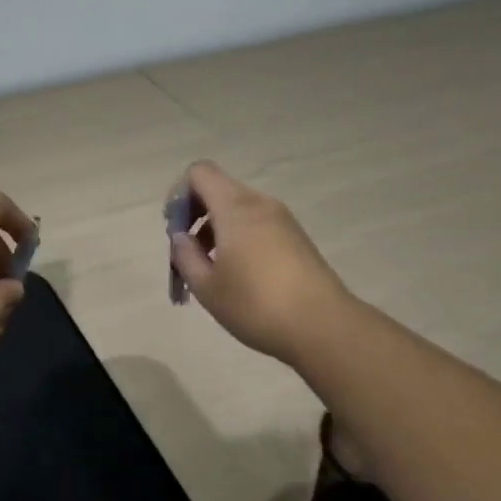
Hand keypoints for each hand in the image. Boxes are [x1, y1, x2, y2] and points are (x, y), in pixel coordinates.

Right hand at [168, 160, 352, 366]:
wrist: (324, 327)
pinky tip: (239, 275)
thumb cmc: (256, 305)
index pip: (199, 173)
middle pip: (218, 189)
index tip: (176, 229)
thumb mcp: (206, 286)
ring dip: (216, 229)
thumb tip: (181, 237)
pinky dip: (239, 238)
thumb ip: (185, 256)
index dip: (179, 194)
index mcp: (235, 207)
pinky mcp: (297, 238)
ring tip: (211, 269)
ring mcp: (283, 219)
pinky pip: (257, 223)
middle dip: (195, 214)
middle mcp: (260, 203)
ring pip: (238, 208)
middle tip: (188, 252)